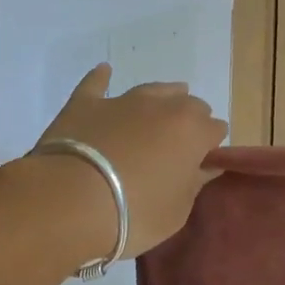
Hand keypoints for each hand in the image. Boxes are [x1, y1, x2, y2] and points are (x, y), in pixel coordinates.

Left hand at [33, 65, 228, 258]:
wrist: (69, 202)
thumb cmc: (133, 213)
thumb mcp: (175, 212)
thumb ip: (194, 184)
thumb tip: (207, 166)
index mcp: (193, 131)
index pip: (215, 129)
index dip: (210, 146)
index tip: (200, 163)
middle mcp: (164, 106)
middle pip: (189, 104)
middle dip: (189, 120)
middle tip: (177, 145)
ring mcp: (124, 101)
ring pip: (154, 89)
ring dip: (162, 97)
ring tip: (162, 106)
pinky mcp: (86, 103)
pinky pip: (97, 84)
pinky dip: (102, 78)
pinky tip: (104, 70)